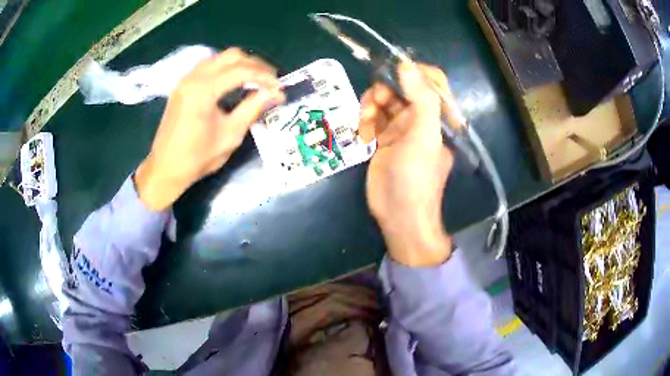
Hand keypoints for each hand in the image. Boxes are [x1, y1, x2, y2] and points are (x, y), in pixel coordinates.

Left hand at [135, 48, 284, 210]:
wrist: (165, 169)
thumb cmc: (198, 157)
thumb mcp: (230, 135)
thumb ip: (253, 108)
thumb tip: (276, 93)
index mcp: (204, 89)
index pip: (242, 70)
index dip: (265, 76)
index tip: (280, 88)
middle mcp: (194, 77)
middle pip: (231, 56)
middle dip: (254, 65)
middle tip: (270, 81)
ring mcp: (186, 80)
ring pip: (219, 58)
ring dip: (239, 64)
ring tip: (254, 80)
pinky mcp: (182, 86)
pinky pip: (207, 66)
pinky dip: (224, 69)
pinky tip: (232, 82)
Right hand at [359, 63, 454, 266]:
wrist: (399, 214)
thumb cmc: (416, 177)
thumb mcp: (424, 137)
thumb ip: (421, 99)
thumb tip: (406, 65)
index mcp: (439, 116)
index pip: (433, 81)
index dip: (415, 71)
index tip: (395, 71)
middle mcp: (422, 117)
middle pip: (403, 86)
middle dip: (386, 89)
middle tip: (375, 102)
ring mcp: (402, 127)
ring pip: (385, 99)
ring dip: (371, 105)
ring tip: (365, 123)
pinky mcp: (384, 137)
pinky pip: (373, 116)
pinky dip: (366, 121)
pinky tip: (363, 136)